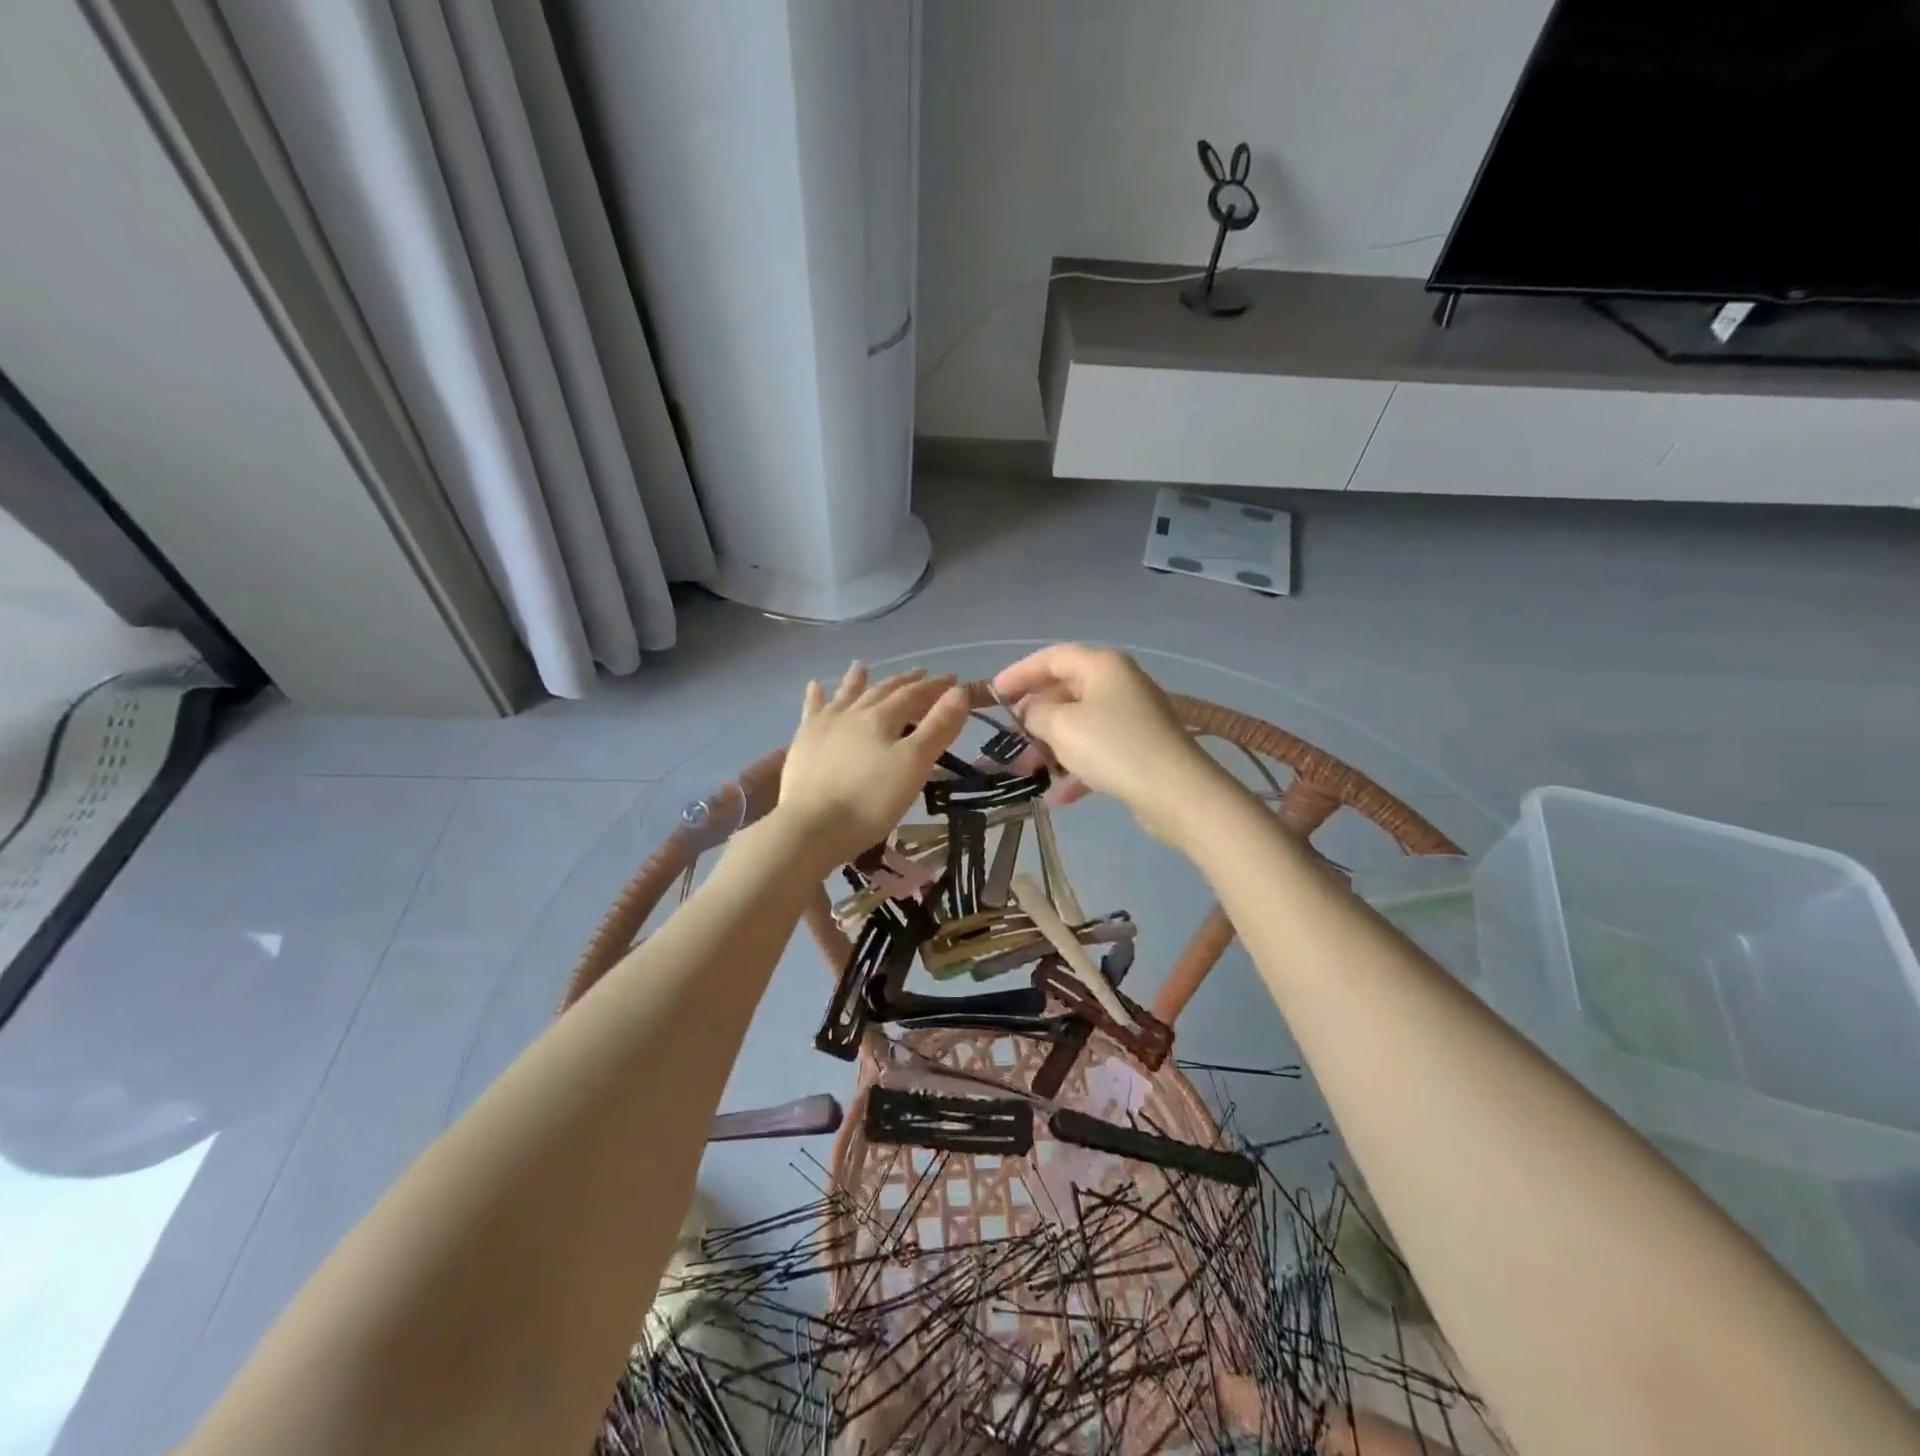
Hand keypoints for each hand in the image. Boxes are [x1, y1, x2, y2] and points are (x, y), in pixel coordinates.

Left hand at [777, 663, 968, 866]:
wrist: (812, 826)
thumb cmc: (870, 801)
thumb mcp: (913, 765)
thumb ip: (937, 728)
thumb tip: (958, 691)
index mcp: (882, 718)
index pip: (914, 695)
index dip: (935, 686)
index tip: (953, 679)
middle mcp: (853, 713)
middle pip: (883, 691)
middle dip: (904, 682)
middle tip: (921, 673)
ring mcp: (825, 725)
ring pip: (846, 695)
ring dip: (857, 680)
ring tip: (861, 666)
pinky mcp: (804, 742)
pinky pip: (812, 710)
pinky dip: (815, 696)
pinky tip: (814, 686)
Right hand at [993, 644, 1234, 846]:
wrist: (1175, 791)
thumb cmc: (1112, 747)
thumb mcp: (1061, 726)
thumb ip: (1036, 713)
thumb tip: (1033, 712)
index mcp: (1102, 666)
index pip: (1052, 657)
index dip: (1019, 673)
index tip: (993, 694)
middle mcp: (1119, 683)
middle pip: (1066, 690)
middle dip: (1035, 715)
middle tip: (1010, 736)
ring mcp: (1132, 716)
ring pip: (1080, 723)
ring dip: (1052, 746)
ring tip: (1029, 771)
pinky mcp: (1140, 747)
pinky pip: (1098, 750)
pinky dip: (1077, 767)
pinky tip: (1059, 796)